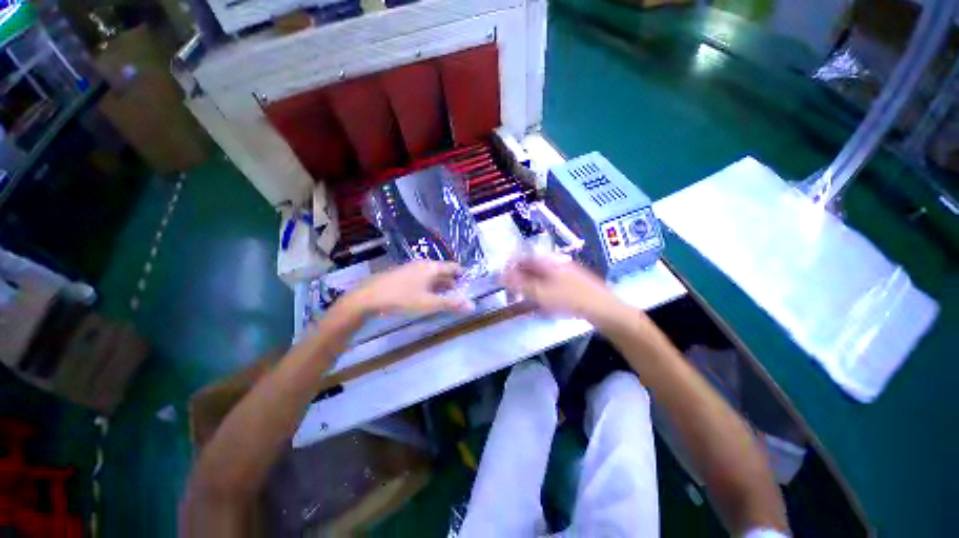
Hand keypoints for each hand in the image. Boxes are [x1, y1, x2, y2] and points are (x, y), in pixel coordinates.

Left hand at [341, 261, 473, 317]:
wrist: (368, 297)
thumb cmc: (402, 298)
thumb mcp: (429, 303)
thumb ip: (451, 304)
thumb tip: (473, 305)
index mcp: (432, 267)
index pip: (453, 267)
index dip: (463, 274)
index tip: (470, 283)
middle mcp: (423, 264)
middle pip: (443, 271)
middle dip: (452, 282)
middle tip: (460, 293)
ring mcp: (411, 268)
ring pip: (431, 275)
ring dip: (440, 285)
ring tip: (446, 296)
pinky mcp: (402, 275)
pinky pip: (422, 278)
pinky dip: (429, 286)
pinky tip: (427, 296)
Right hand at [503, 255, 624, 324]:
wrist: (604, 309)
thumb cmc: (570, 300)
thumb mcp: (540, 294)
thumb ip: (518, 284)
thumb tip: (500, 275)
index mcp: (546, 261)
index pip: (521, 258)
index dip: (509, 268)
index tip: (503, 283)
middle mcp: (555, 262)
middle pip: (530, 268)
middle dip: (520, 281)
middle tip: (514, 296)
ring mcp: (565, 271)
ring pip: (540, 277)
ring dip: (531, 288)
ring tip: (529, 303)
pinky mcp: (572, 282)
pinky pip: (550, 284)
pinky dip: (543, 293)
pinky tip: (545, 306)